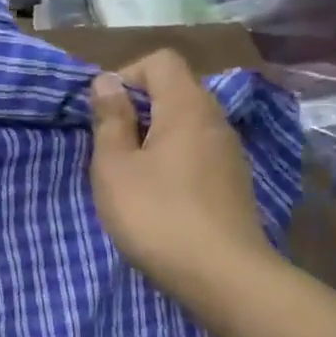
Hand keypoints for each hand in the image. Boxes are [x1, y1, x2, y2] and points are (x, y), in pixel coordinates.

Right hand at [89, 49, 280, 309]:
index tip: (103, 112)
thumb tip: (107, 81)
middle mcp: (215, 120)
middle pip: (176, 90)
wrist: (222, 275)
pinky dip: (172, 160)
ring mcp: (230, 153)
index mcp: (187, 107)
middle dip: (137, 108)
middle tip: (109, 146)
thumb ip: (110, 120)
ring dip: (153, 137)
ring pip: (186, 125)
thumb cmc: (156, 215)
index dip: (126, 74)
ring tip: (129, 174)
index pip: (161, 61)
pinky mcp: (233, 183)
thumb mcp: (115, 167)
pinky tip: (157, 196)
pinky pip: (197, 152)